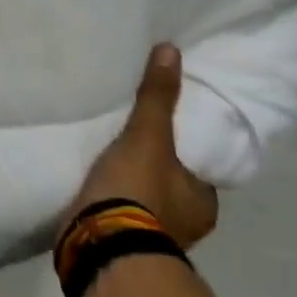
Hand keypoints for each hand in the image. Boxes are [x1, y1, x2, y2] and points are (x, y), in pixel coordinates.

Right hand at [66, 45, 219, 248]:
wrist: (99, 245)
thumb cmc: (138, 191)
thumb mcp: (148, 135)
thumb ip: (158, 96)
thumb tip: (171, 49)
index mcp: (203, 204)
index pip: (199, 167)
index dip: (184, 149)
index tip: (164, 131)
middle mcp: (186, 226)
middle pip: (171, 185)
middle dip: (154, 168)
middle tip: (133, 139)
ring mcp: (152, 241)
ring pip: (144, 203)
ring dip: (129, 187)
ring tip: (108, 157)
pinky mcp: (119, 246)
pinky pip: (118, 214)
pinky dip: (109, 201)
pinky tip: (93, 184)